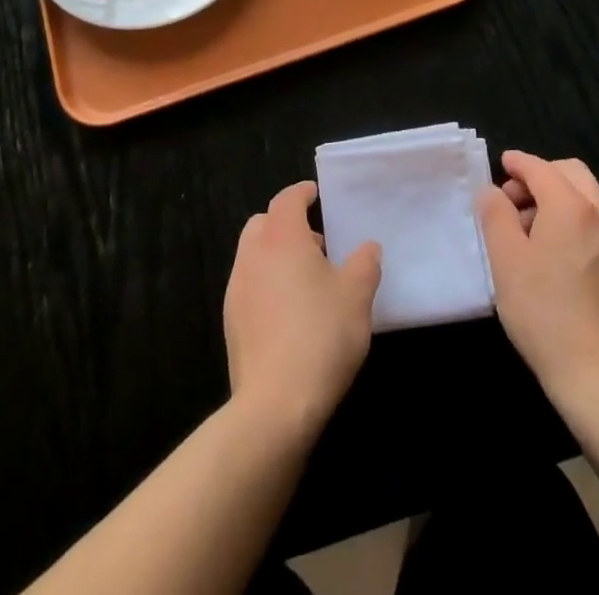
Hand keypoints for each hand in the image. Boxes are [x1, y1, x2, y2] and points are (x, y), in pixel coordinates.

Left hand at [223, 182, 381, 438]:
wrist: (275, 404)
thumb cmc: (321, 335)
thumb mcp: (357, 296)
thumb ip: (364, 264)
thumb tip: (368, 248)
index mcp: (282, 238)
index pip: (287, 200)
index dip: (301, 193)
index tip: (315, 194)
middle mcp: (253, 256)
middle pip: (264, 224)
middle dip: (286, 225)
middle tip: (315, 243)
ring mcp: (236, 290)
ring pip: (253, 256)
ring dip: (276, 256)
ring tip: (307, 282)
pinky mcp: (231, 323)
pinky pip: (249, 287)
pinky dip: (267, 285)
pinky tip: (290, 314)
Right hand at [475, 151, 598, 399]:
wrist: (598, 375)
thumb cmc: (543, 312)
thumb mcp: (505, 259)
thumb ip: (495, 214)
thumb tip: (492, 191)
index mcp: (571, 206)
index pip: (541, 169)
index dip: (518, 163)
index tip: (501, 164)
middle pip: (571, 174)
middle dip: (540, 176)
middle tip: (513, 200)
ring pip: (585, 198)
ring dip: (556, 198)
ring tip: (527, 230)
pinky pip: (594, 223)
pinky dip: (572, 220)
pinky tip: (552, 254)